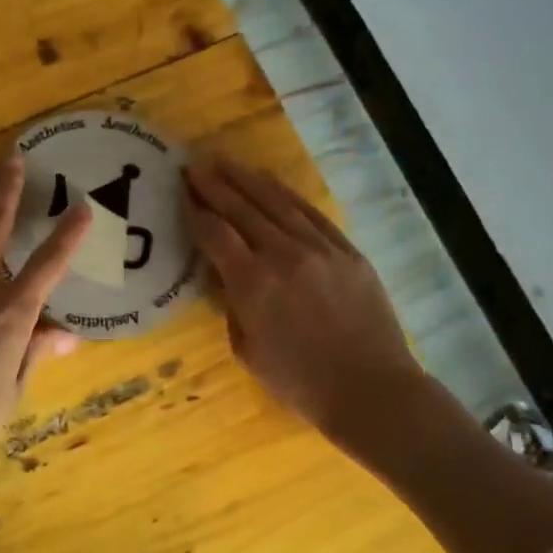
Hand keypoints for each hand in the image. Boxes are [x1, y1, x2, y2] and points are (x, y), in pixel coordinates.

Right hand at [185, 156, 423, 448]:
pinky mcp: (347, 251)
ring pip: (277, 203)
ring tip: (226, 163)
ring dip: (247, 180)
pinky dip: (287, 196)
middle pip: (242, 209)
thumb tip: (229, 279)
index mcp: (253, 284)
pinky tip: (271, 184)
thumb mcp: (248, 352)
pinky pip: (311, 214)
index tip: (182, 194)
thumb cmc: (300, 383)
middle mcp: (283, 255)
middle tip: (194, 166)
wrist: (369, 389)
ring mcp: (319, 249)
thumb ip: (233, 307)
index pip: (215, 235)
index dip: (196, 212)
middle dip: (215, 185)